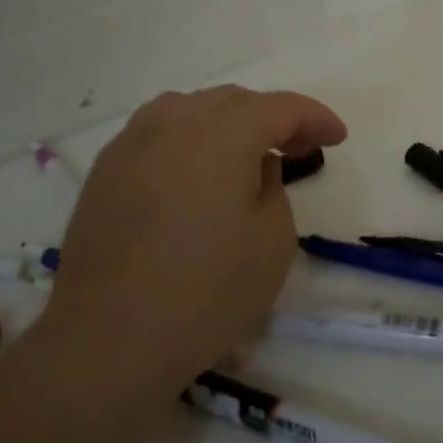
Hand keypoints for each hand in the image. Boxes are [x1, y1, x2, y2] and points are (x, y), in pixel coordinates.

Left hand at [42, 86, 346, 393]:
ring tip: (245, 154)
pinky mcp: (105, 172)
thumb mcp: (273, 241)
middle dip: (272, 118)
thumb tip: (254, 168)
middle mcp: (173, 123)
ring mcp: (131, 144)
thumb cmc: (206, 292)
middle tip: (298, 147)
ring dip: (227, 123)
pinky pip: (157, 134)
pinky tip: (195, 173)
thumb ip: (274, 189)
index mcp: (222, 134)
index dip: (314, 117)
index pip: (280, 107)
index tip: (338, 137)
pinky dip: (188, 141)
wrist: (107, 341)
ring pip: (190, 110)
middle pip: (234, 101)